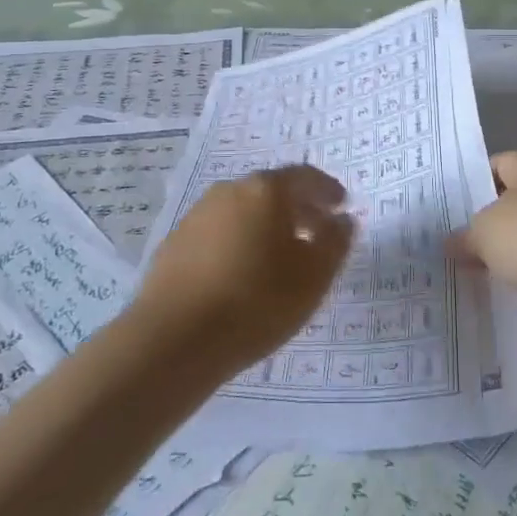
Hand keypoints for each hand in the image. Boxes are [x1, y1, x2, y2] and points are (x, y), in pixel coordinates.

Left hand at [134, 166, 354, 372]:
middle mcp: (230, 190)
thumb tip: (342, 219)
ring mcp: (197, 214)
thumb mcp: (314, 276)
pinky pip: (218, 232)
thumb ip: (335, 241)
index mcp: (266, 189)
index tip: (341, 206)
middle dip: (297, 207)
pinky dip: (238, 242)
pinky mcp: (175, 243)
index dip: (327, 190)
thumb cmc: (257, 301)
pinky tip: (242, 273)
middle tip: (315, 231)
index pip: (305, 177)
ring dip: (265, 225)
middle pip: (271, 190)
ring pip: (243, 210)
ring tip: (279, 256)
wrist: (174, 339)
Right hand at [456, 152, 516, 341]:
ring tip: (467, 277)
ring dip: (505, 261)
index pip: (494, 166)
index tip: (446, 212)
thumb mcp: (485, 231)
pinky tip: (497, 299)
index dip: (469, 186)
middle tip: (451, 248)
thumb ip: (465, 236)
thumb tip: (453, 245)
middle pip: (510, 207)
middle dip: (485, 230)